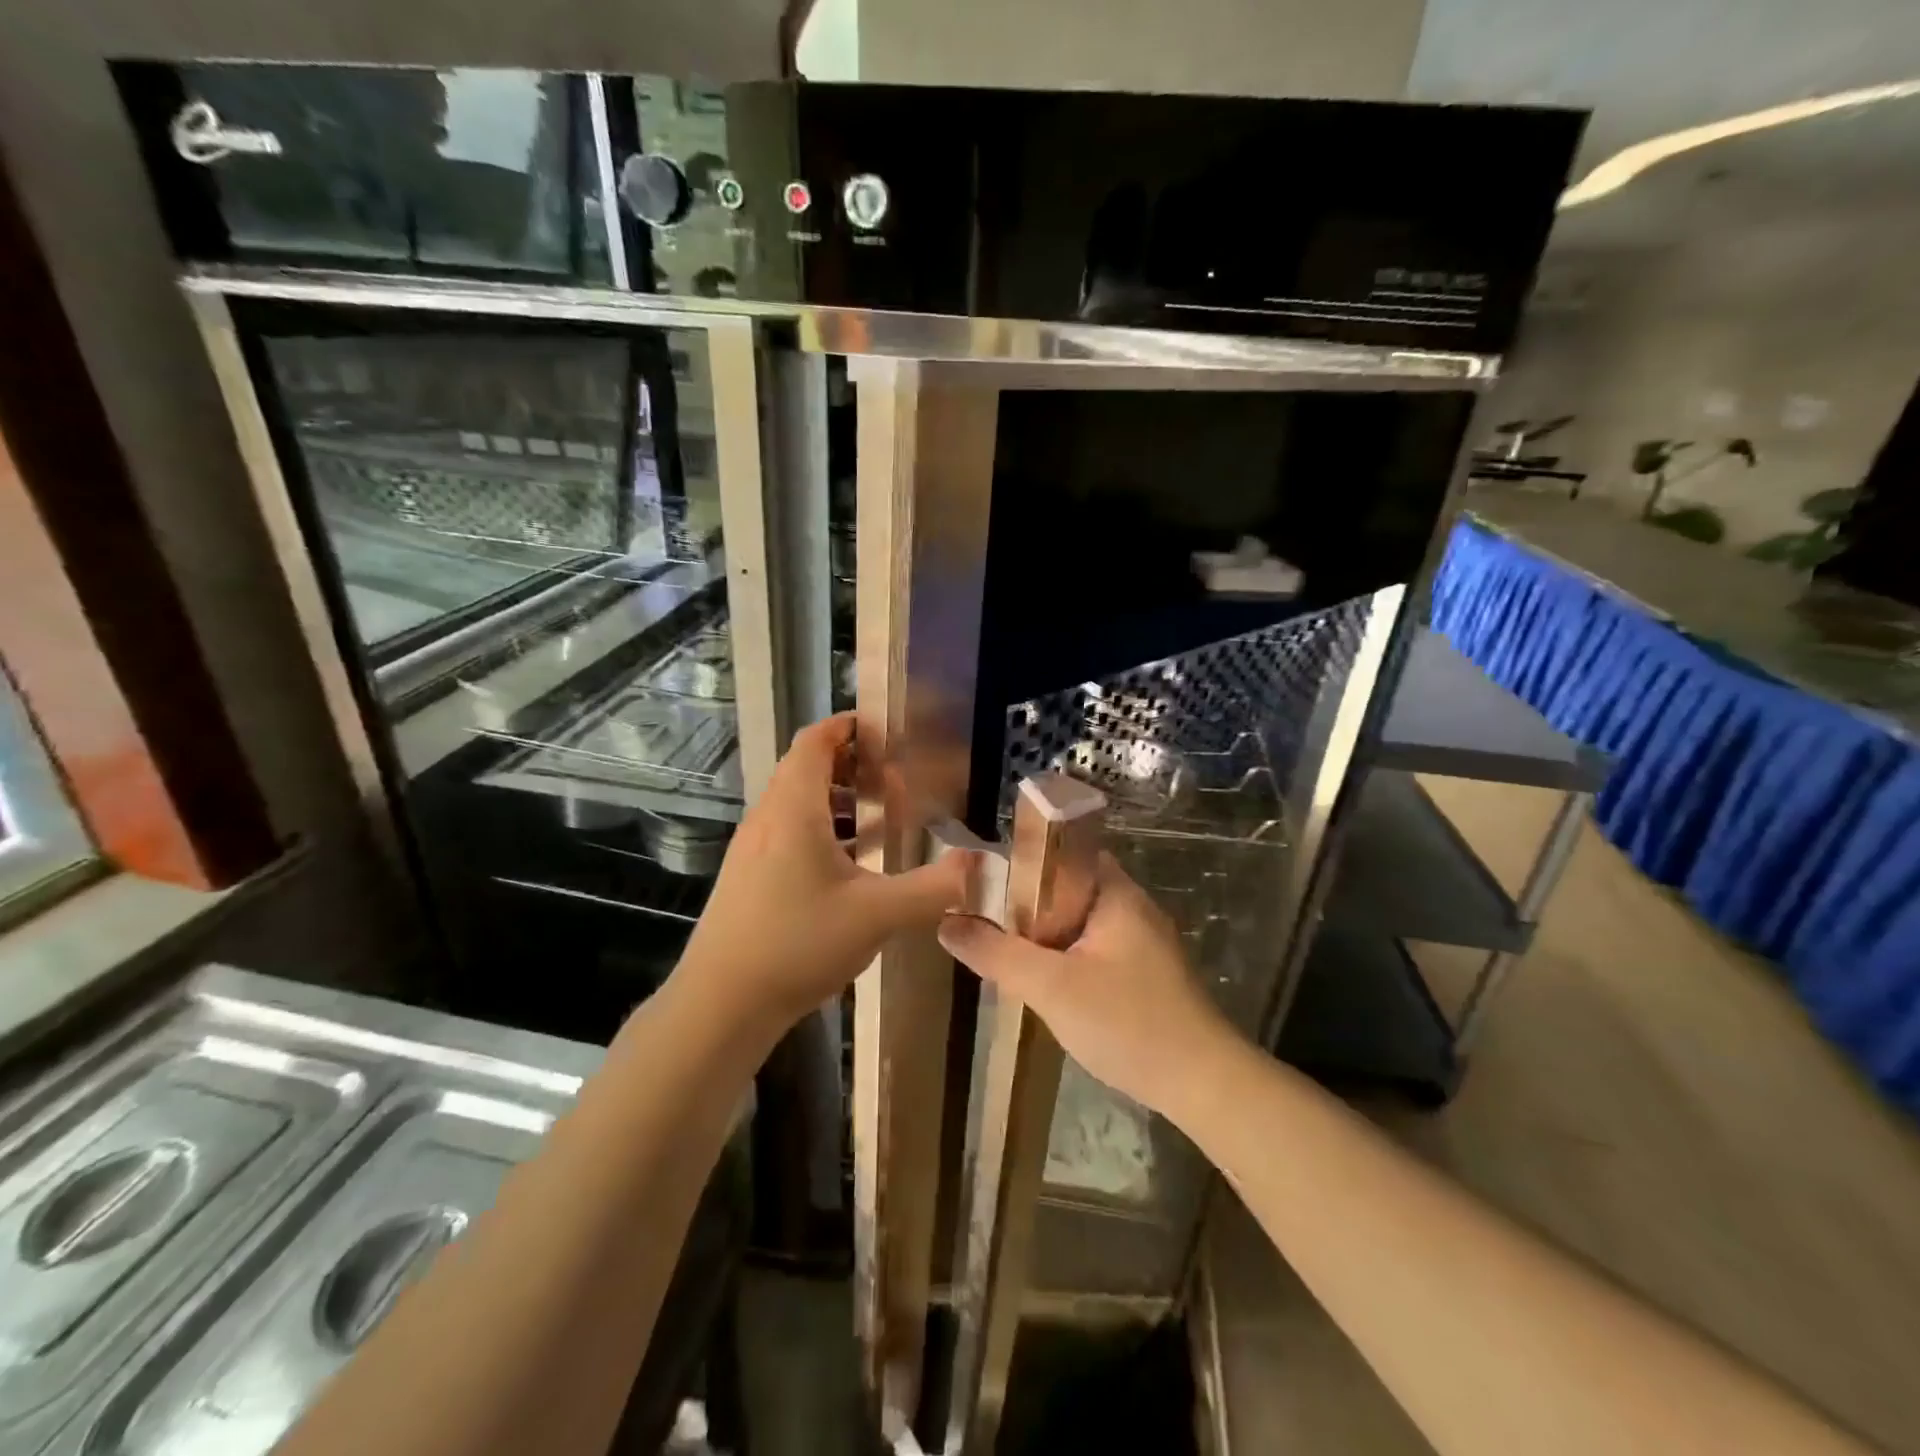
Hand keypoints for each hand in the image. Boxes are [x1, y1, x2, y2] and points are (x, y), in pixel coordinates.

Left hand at [674, 713, 971, 1036]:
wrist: (720, 1003)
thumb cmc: (797, 944)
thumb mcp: (877, 916)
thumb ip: (932, 889)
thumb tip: (977, 865)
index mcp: (794, 810)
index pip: (815, 741)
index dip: (848, 726)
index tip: (886, 730)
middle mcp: (768, 818)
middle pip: (806, 768)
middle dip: (852, 765)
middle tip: (895, 779)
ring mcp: (753, 848)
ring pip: (798, 802)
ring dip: (839, 800)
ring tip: (881, 817)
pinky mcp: (749, 876)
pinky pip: (789, 832)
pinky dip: (823, 830)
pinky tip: (852, 866)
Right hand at [937, 854, 1239, 1118]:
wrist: (1203, 1084)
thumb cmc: (1127, 1022)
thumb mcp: (1050, 987)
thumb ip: (997, 953)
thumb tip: (947, 924)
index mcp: (1115, 894)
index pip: (1065, 852)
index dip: (1023, 860)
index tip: (984, 879)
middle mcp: (1132, 908)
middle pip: (1068, 888)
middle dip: (1027, 903)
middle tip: (985, 919)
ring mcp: (1143, 943)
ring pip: (1080, 923)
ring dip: (1045, 934)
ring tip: (1003, 948)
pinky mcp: (1146, 974)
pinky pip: (1094, 949)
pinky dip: (1066, 957)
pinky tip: (1044, 982)